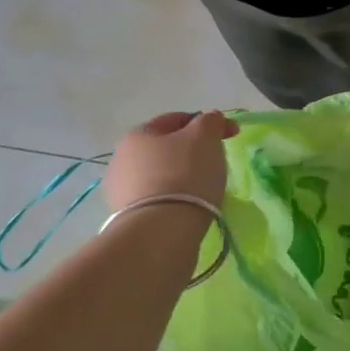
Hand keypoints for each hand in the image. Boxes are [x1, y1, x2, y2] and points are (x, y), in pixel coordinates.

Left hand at [105, 111, 239, 210]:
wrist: (160, 231)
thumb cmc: (184, 174)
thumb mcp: (205, 137)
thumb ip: (210, 121)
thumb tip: (210, 118)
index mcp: (138, 134)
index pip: (176, 119)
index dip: (206, 123)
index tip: (229, 134)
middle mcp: (121, 158)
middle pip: (166, 148)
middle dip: (191, 151)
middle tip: (216, 163)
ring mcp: (119, 191)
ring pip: (160, 175)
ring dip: (180, 177)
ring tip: (203, 191)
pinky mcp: (125, 219)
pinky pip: (156, 199)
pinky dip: (172, 199)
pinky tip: (187, 208)